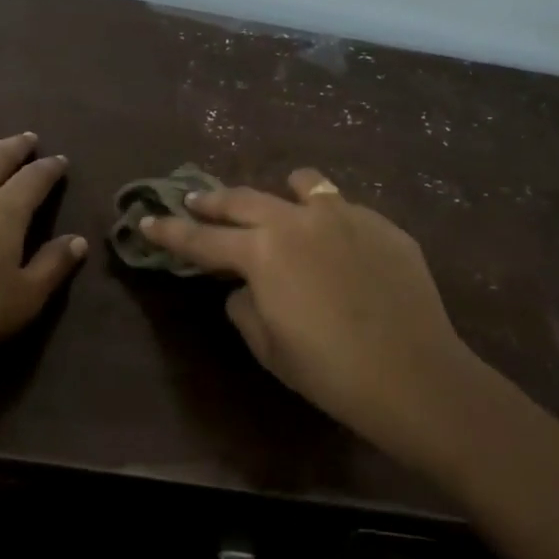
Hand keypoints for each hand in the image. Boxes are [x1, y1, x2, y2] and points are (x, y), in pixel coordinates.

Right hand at [140, 168, 485, 476]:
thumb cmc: (328, 369)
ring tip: (277, 199)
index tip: (146, 219)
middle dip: (212, 201)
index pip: (202, 239)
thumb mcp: (267, 344)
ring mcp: (345, 216)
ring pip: (303, 184)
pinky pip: (345, 208)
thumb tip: (246, 284)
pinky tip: (336, 242)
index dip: (169, 231)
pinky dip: (327, 217)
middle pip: (243, 200)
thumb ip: (244, 304)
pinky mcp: (383, 225)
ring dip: (279, 192)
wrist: (412, 374)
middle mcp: (297, 220)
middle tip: (193, 199)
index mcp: (262, 252)